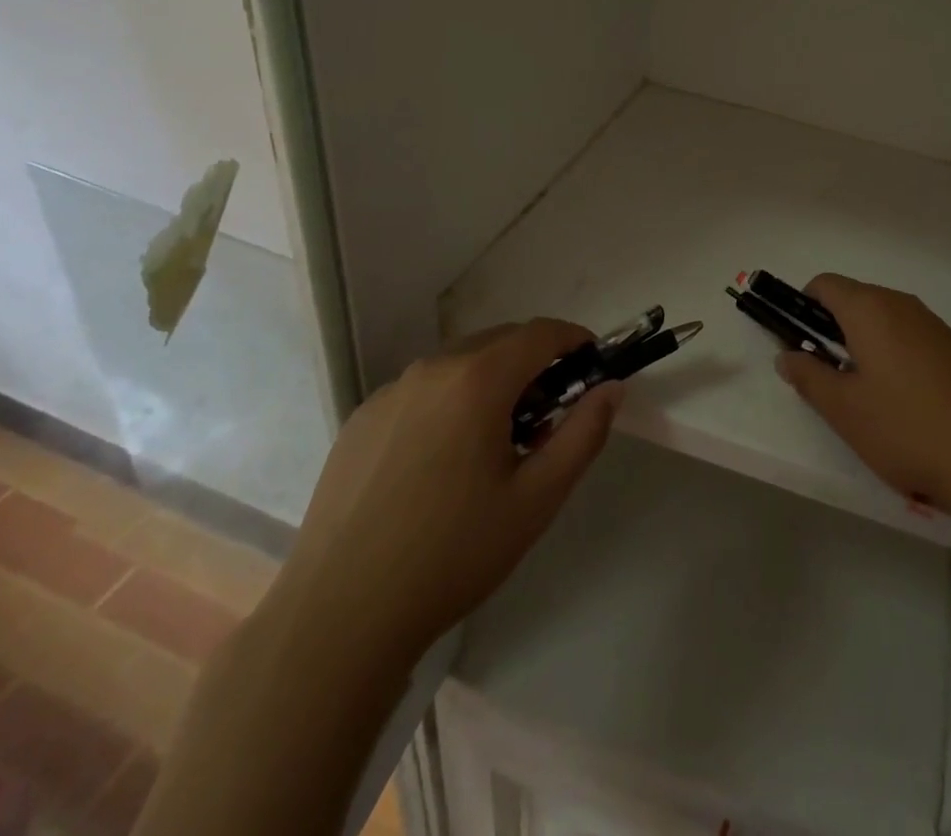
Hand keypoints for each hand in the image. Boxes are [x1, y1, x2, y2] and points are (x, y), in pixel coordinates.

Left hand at [274, 319, 620, 665]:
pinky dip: (450, 401)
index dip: (574, 340)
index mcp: (477, 381)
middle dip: (535, 364)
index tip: (592, 366)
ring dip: (492, 382)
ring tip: (495, 444)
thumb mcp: (537, 498)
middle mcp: (431, 369)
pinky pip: (422, 389)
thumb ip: (583, 433)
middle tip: (548, 417)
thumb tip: (611, 388)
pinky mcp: (361, 418)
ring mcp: (390, 392)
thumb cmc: (453, 554)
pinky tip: (442, 462)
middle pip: (500, 342)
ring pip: (460, 363)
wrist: (339, 617)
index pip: (541, 333)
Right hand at [776, 275, 950, 524]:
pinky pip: (909, 337)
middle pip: (854, 300)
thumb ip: (808, 377)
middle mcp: (902, 305)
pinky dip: (892, 356)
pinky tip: (900, 403)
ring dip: (862, 345)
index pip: (824, 285)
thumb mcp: (844, 409)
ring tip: (862, 396)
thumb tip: (786, 355)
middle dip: (831, 330)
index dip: (801, 307)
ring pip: (883, 320)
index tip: (796, 343)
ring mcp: (934, 326)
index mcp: (870, 309)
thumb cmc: (907, 428)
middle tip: (824, 377)